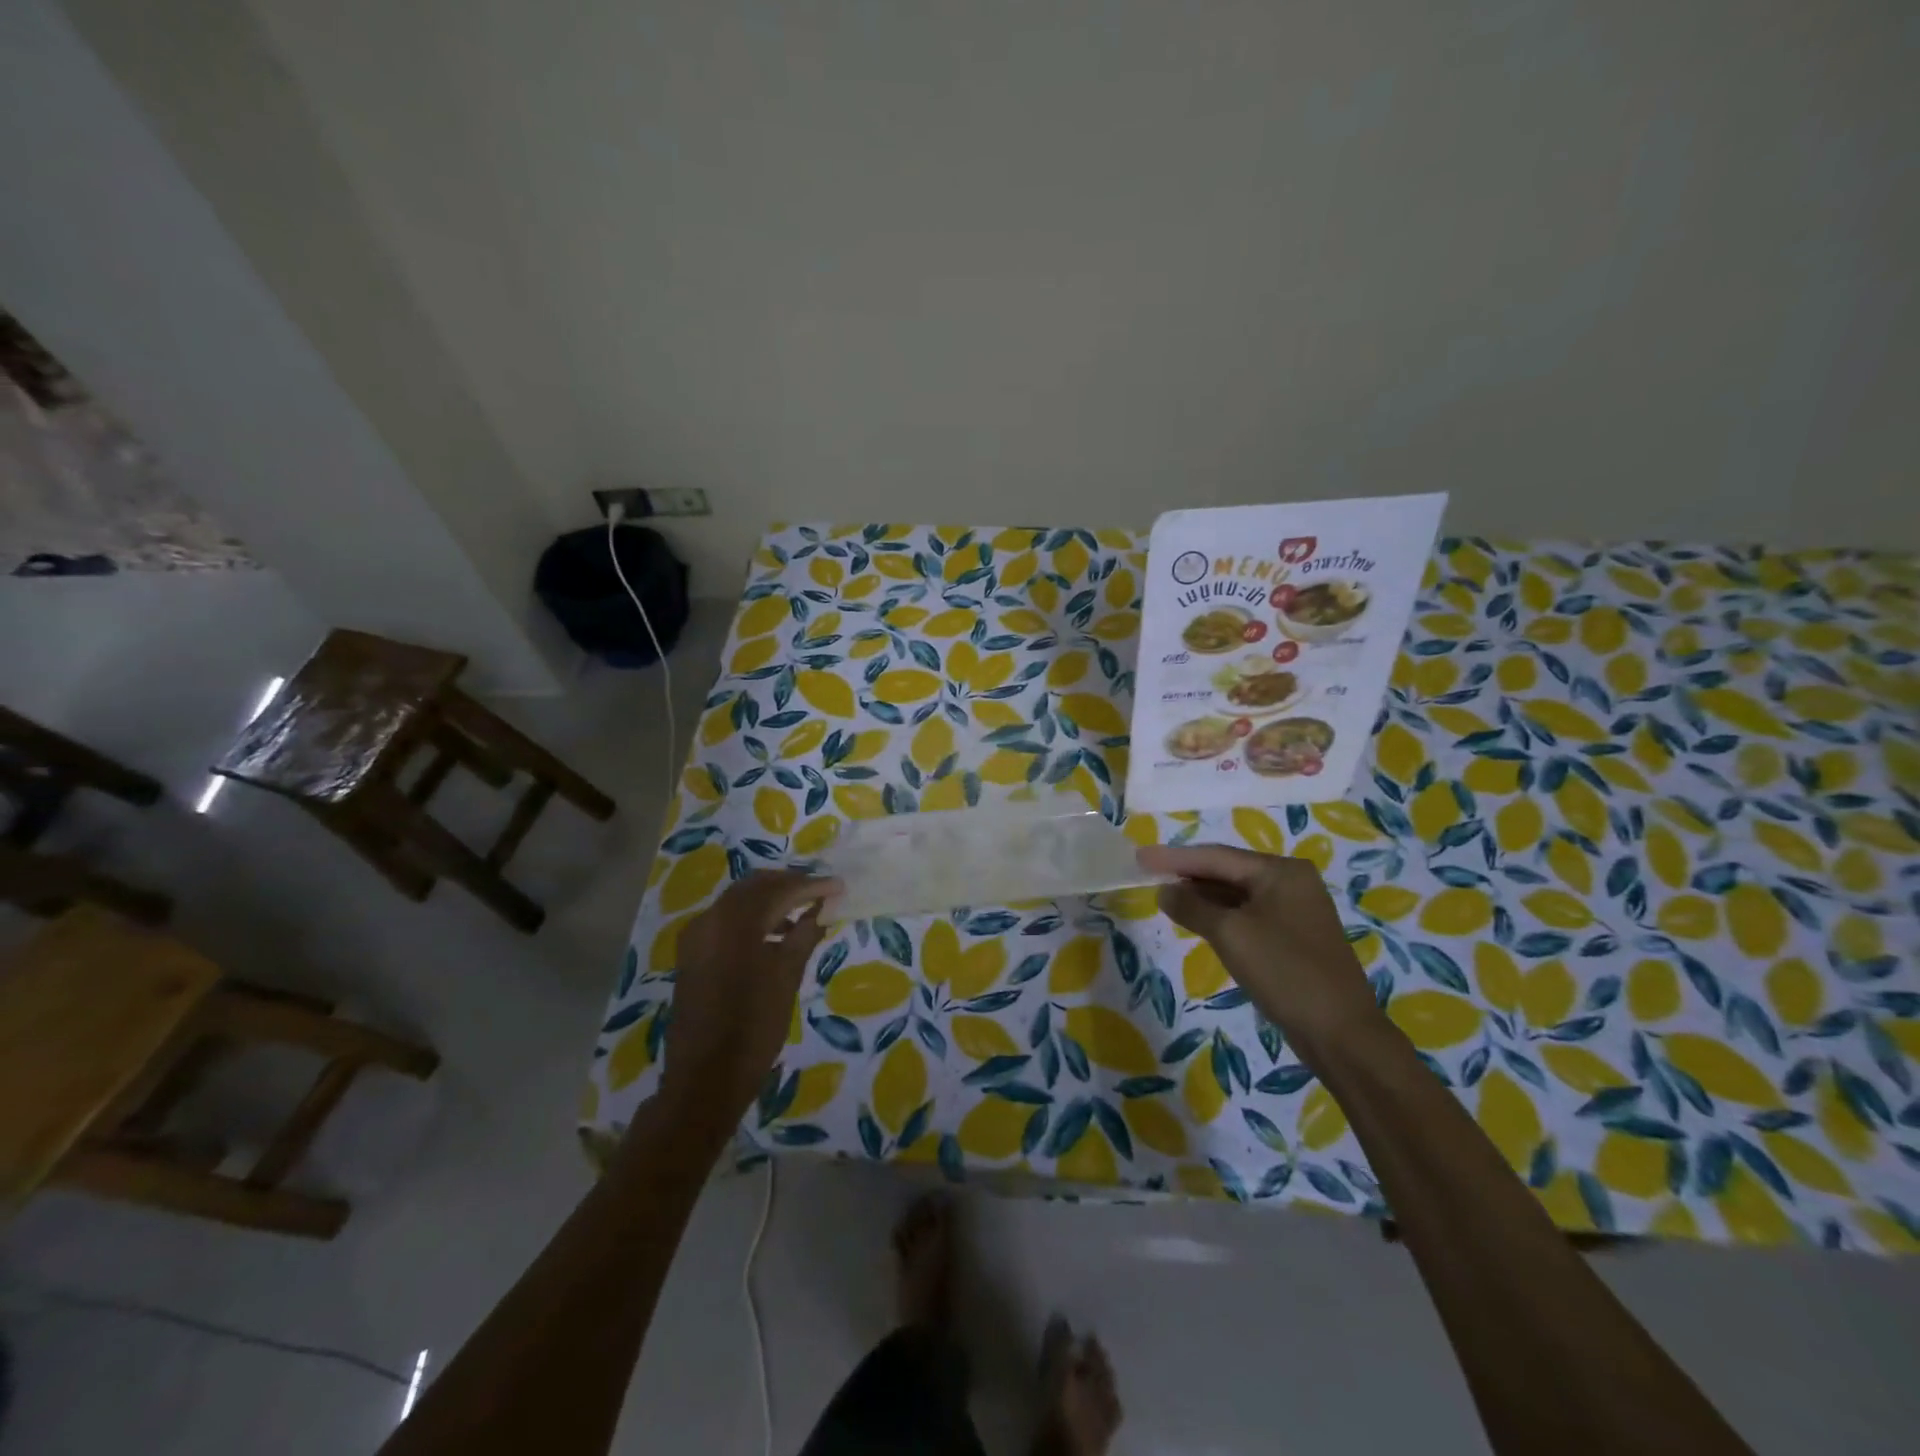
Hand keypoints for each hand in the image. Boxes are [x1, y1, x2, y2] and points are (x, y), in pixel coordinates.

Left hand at [658, 870, 839, 1127]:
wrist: (704, 1080)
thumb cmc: (753, 1028)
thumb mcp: (787, 978)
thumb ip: (804, 935)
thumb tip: (822, 908)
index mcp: (734, 924)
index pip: (778, 890)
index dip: (811, 886)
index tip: (838, 886)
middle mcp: (710, 920)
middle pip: (754, 887)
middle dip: (789, 885)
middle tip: (821, 893)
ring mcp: (697, 936)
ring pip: (738, 902)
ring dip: (771, 901)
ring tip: (803, 914)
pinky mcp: (692, 954)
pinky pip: (726, 921)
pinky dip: (752, 919)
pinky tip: (776, 936)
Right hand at [1137, 843, 1379, 1056]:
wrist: (1341, 1033)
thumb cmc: (1284, 972)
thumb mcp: (1230, 934)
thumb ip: (1192, 906)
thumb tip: (1164, 890)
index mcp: (1281, 871)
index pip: (1216, 857)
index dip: (1174, 858)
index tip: (1140, 857)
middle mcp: (1292, 882)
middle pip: (1228, 871)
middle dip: (1188, 874)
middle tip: (1148, 874)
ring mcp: (1296, 910)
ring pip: (1237, 894)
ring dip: (1202, 896)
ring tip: (1165, 896)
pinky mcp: (1294, 938)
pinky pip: (1248, 915)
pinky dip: (1221, 915)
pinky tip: (1198, 921)